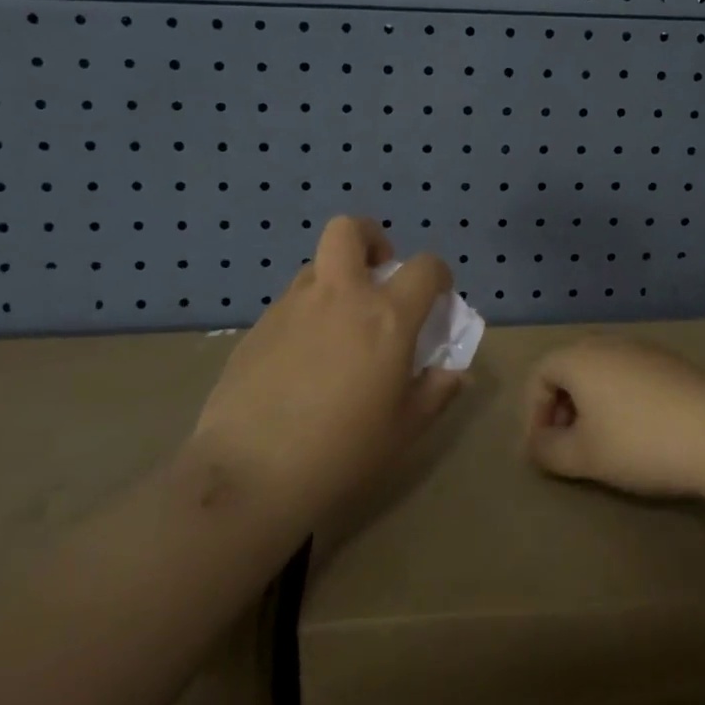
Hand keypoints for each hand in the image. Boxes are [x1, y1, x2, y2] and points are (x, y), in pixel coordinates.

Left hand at [189, 216, 465, 525]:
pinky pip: (290, 302)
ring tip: (339, 324)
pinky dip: (306, 314)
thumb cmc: (342, 452)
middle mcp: (340, 296)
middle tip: (377, 274)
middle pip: (349, 230)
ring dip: (335, 279)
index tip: (437, 296)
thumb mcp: (404, 430)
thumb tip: (455, 374)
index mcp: (385, 316)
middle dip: (369, 238)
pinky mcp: (258, 327)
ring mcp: (292, 306)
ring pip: (316, 266)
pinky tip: (302, 359)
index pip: (424, 267)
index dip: (437, 274)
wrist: (249, 475)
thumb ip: (435, 393)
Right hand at [524, 337, 704, 498]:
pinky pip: (630, 373)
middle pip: (570, 367)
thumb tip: (536, 445)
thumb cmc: (639, 442)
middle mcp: (607, 342)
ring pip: (602, 370)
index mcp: (579, 357)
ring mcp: (642, 348)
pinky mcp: (671, 361)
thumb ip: (548, 451)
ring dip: (592, 402)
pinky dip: (621, 398)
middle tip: (568, 444)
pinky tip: (639, 430)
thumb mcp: (584, 457)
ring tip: (603, 441)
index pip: (538, 373)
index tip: (543, 449)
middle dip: (561, 406)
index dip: (532, 412)